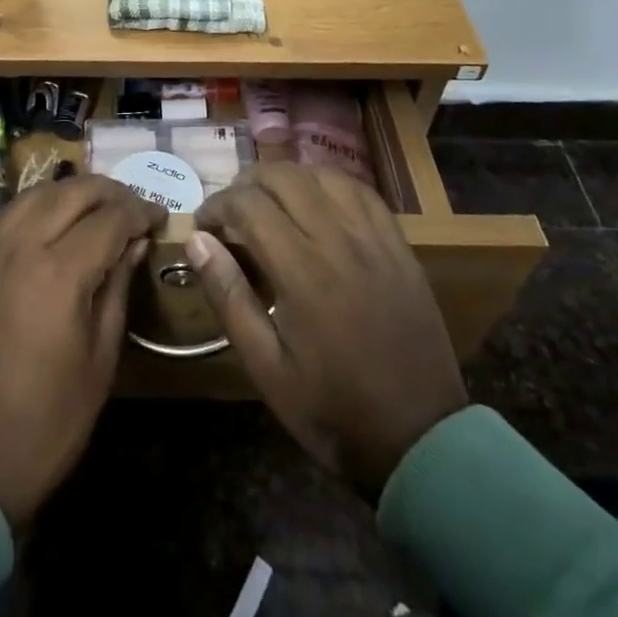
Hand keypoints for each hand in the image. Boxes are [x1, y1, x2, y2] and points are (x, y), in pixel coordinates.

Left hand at [0, 175, 166, 525]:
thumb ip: (117, 287)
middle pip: (72, 192)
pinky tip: (50, 219)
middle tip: (134, 206)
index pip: (110, 218)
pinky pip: (5, 214)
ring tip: (97, 206)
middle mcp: (21, 247)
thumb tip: (134, 242)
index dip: (141, 211)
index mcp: (60, 273)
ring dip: (71, 192)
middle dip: (110, 191)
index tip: (159, 217)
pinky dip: (35, 205)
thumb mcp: (101, 359)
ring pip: (35, 193)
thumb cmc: (49, 422)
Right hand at [188, 164, 467, 498]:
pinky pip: (361, 191)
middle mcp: (338, 241)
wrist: (421, 441)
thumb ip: (229, 297)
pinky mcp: (398, 246)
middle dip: (246, 183)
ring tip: (269, 201)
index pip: (248, 204)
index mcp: (302, 272)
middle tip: (230, 211)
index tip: (203, 225)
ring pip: (322, 175)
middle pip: (283, 177)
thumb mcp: (266, 368)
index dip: (217, 205)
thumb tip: (196, 241)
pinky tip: (316, 199)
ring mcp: (373, 239)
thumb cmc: (333, 410)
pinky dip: (329, 183)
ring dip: (287, 178)